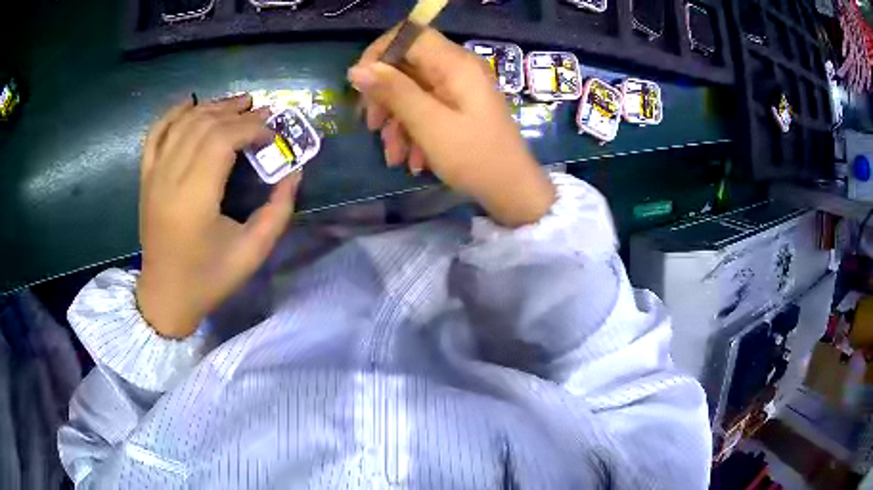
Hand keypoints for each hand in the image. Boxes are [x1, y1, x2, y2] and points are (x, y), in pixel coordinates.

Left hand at [136, 94, 299, 338]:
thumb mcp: (252, 253)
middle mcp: (169, 179)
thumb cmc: (208, 279)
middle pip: (204, 125)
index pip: (222, 140)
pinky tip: (191, 103)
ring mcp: (153, 176)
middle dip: (236, 112)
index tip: (272, 134)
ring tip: (237, 104)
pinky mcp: (146, 178)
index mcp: (194, 199)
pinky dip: (172, 113)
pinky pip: (155, 133)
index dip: (251, 128)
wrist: (165, 296)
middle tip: (261, 112)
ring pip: (182, 123)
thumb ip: (278, 210)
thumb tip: (294, 172)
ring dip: (212, 107)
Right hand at [348, 27, 555, 227]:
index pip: (408, 35)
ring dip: (397, 122)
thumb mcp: (429, 124)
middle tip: (372, 126)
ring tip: (394, 156)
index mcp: (455, 64)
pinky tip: (411, 161)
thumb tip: (357, 70)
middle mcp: (457, 69)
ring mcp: (459, 89)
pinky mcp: (459, 108)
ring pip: (413, 91)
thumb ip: (393, 92)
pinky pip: (427, 108)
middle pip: (407, 65)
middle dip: (384, 96)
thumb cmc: (475, 157)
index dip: (379, 54)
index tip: (361, 85)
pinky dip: (414, 131)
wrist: (513, 191)